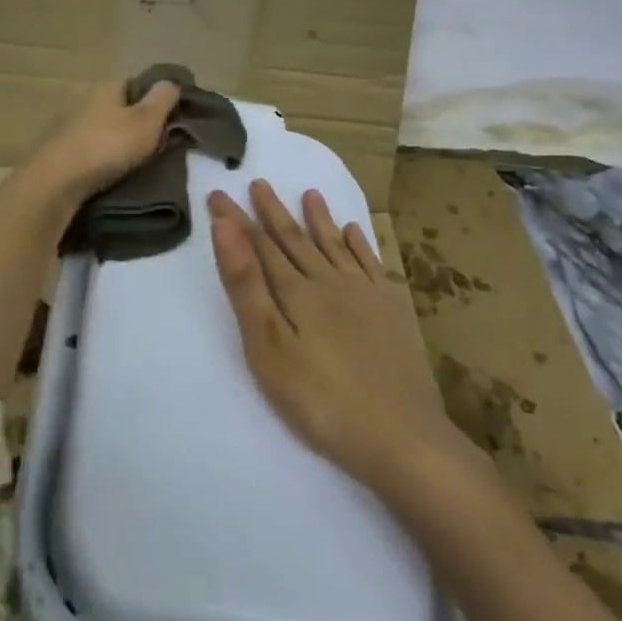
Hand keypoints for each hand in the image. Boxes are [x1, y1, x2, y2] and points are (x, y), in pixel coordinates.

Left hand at [27, 78, 181, 208]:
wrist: (54, 182)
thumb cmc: (106, 147)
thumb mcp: (147, 121)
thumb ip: (163, 99)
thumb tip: (171, 82)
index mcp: (105, 85)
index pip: (136, 84)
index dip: (153, 101)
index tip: (167, 123)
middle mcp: (82, 97)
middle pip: (117, 106)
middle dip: (132, 122)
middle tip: (151, 146)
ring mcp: (65, 122)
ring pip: (99, 126)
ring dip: (112, 140)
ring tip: (129, 162)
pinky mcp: (55, 147)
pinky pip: (85, 145)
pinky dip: (96, 154)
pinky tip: (104, 171)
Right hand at [208, 181, 484, 493]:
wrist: (403, 438)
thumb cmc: (321, 400)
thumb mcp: (268, 347)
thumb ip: (246, 285)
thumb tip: (225, 227)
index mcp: (295, 292)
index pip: (258, 245)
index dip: (235, 220)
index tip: (218, 193)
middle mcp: (329, 282)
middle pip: (295, 239)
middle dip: (273, 212)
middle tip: (258, 182)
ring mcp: (364, 295)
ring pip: (334, 246)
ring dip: (319, 219)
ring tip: (310, 193)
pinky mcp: (390, 312)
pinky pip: (371, 264)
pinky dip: (360, 244)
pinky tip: (356, 231)